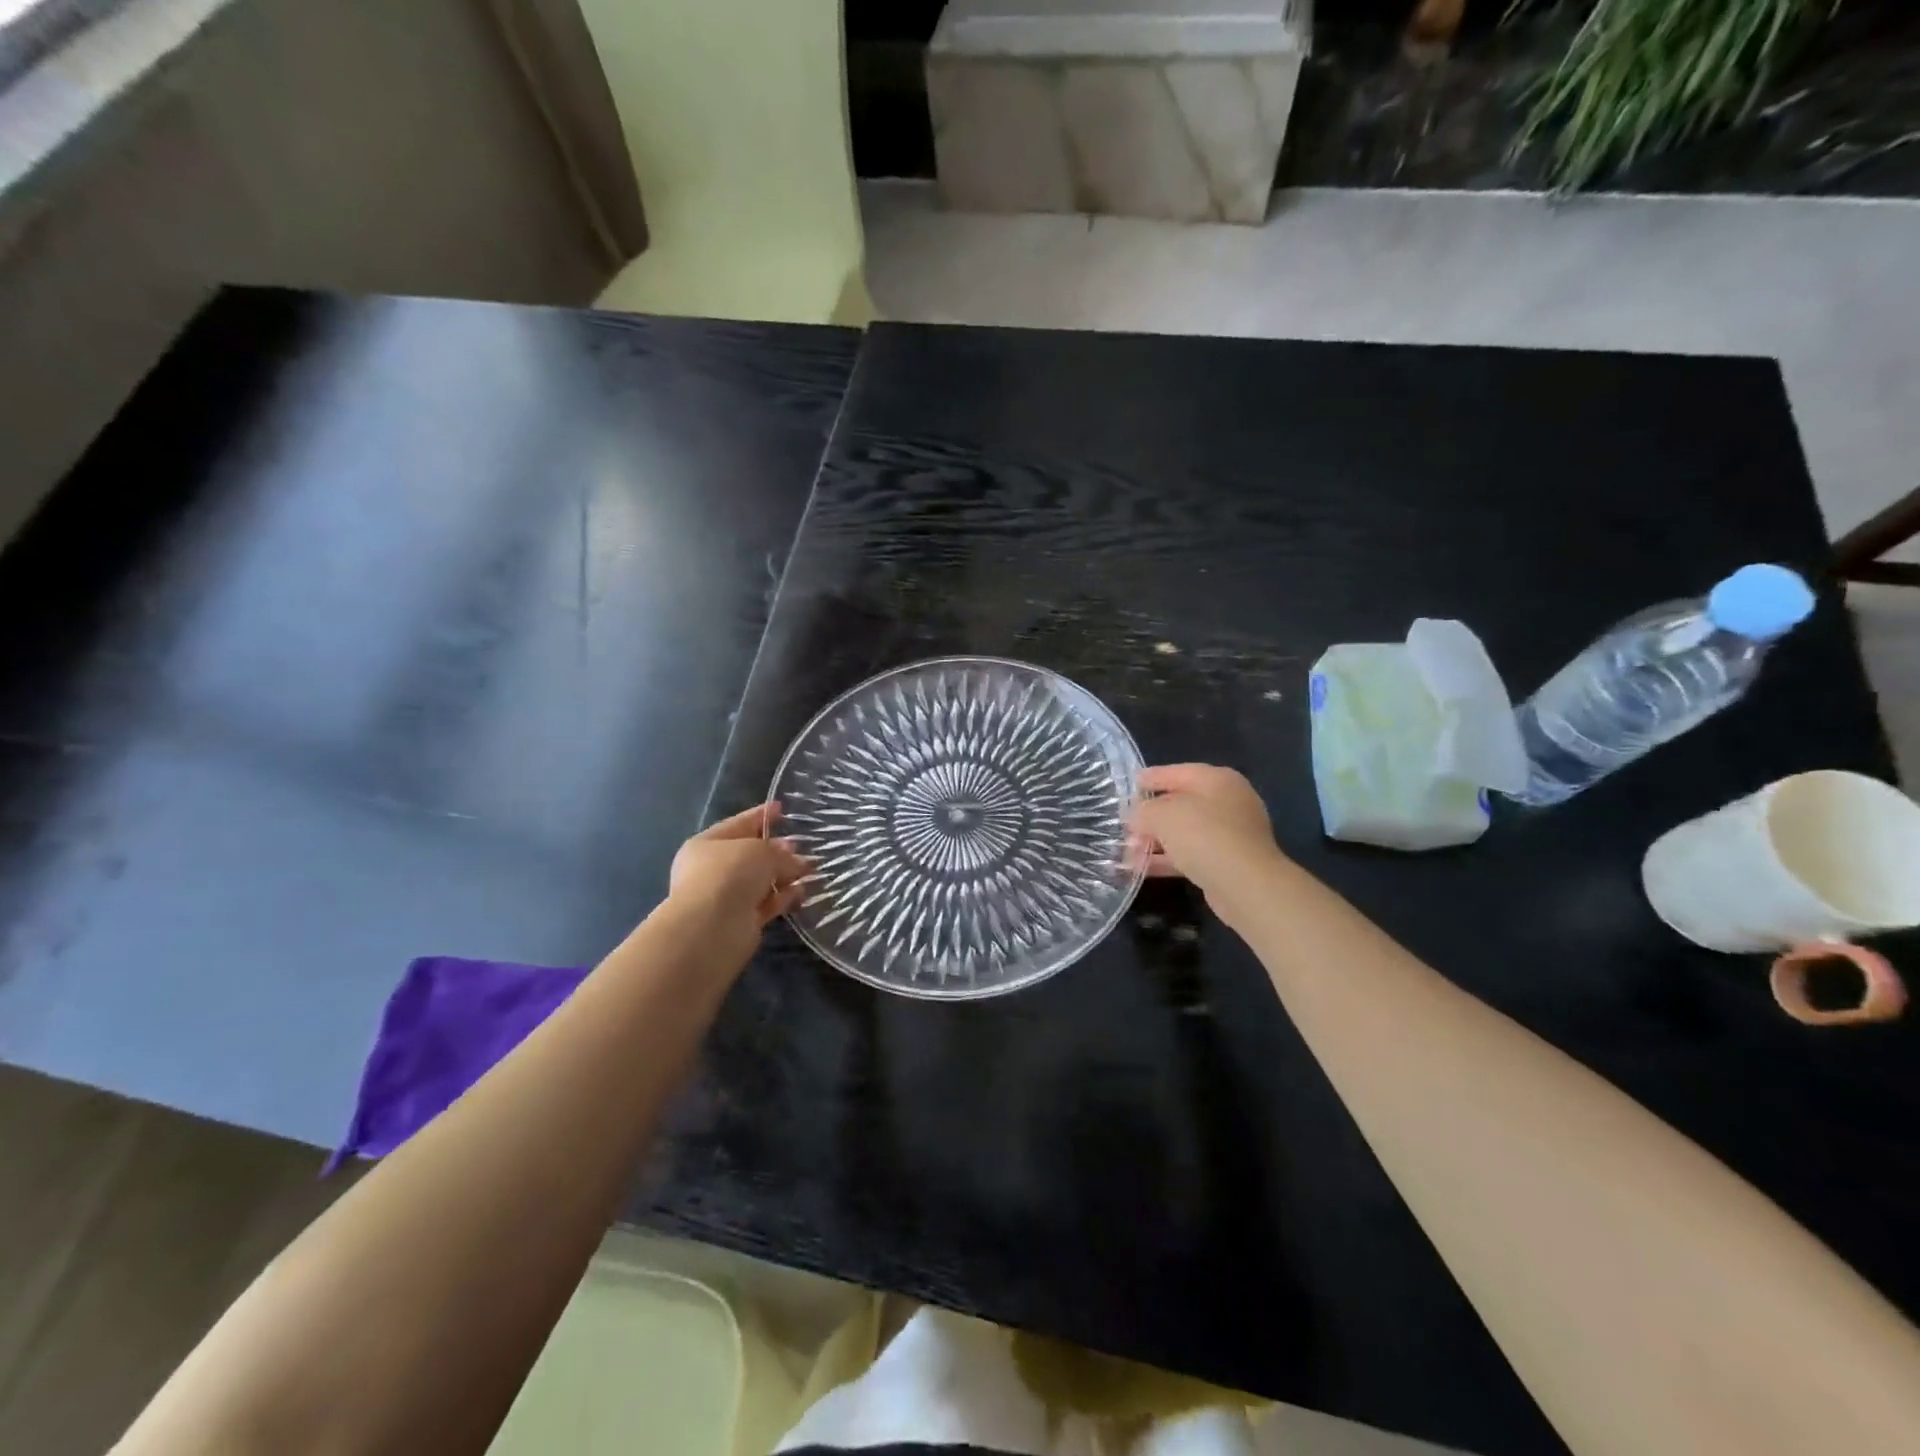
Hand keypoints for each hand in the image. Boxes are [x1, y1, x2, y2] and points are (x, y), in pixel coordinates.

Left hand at [664, 803, 810, 966]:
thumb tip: (797, 861)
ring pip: (760, 881)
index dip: (761, 815)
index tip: (782, 808)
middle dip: (777, 850)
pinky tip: (802, 891)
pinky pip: (766, 904)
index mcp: (707, 844)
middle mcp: (713, 870)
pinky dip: (783, 897)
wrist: (712, 927)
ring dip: (784, 875)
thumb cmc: (729, 874)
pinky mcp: (741, 921)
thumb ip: (781, 854)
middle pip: (750, 855)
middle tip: (802, 846)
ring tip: (811, 869)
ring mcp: (725, 897)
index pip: (739, 824)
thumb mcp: (761, 852)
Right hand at [1129, 764, 1284, 902]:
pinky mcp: (1227, 862)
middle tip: (1124, 824)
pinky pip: (1190, 854)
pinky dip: (1167, 859)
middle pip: (1180, 803)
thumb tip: (1136, 817)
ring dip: (1155, 840)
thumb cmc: (1205, 836)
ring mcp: (1230, 833)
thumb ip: (1143, 811)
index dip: (1151, 778)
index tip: (1128, 785)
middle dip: (1150, 815)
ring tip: (1127, 851)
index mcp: (1217, 780)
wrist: (1246, 886)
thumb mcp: (1163, 815)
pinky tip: (1141, 868)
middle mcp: (1227, 802)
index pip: (1177, 772)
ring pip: (1184, 832)